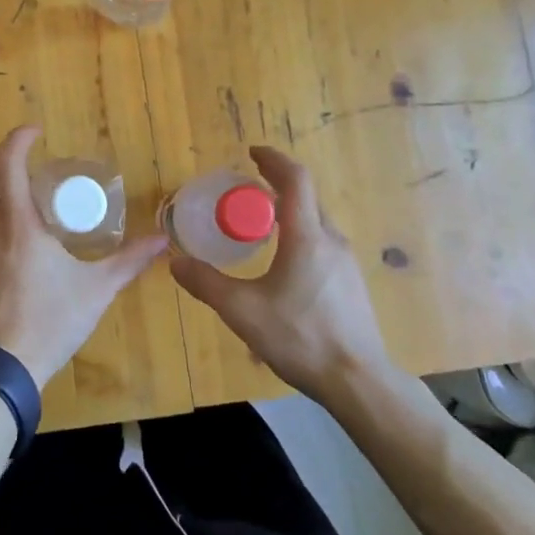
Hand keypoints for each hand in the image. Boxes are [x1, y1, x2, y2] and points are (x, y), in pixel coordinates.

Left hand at [0, 126, 167, 388]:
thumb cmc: (49, 322)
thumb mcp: (96, 291)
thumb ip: (129, 262)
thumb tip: (162, 240)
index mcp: (19, 226)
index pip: (7, 166)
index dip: (16, 140)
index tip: (35, 131)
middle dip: (2, 157)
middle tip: (27, 154)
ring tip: (26, 195)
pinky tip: (16, 242)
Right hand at [169, 146, 393, 404]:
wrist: (358, 381)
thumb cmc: (300, 337)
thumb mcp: (242, 311)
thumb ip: (207, 284)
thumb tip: (175, 262)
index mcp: (306, 236)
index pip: (295, 179)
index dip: (273, 160)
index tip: (252, 153)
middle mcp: (331, 240)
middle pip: (305, 198)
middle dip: (276, 185)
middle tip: (245, 190)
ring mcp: (346, 263)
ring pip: (315, 222)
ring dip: (289, 211)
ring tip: (260, 224)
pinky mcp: (351, 283)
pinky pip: (322, 243)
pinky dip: (299, 235)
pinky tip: (282, 263)